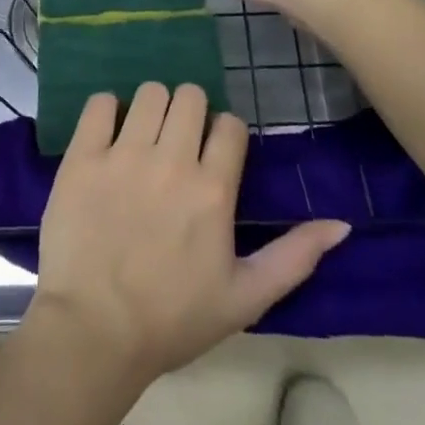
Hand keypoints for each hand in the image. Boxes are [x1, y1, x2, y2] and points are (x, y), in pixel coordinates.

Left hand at [28, 82, 349, 390]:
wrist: (94, 332)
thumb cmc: (173, 319)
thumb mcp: (245, 298)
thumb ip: (295, 257)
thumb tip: (341, 224)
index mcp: (213, 190)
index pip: (230, 125)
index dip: (225, 136)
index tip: (213, 156)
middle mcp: (171, 160)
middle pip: (190, 96)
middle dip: (191, 113)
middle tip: (178, 142)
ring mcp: (123, 154)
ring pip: (150, 92)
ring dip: (153, 108)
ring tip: (145, 136)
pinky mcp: (83, 156)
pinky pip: (99, 103)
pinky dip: (107, 110)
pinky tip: (109, 135)